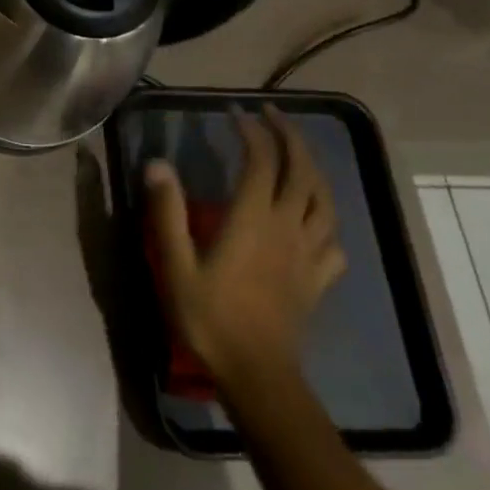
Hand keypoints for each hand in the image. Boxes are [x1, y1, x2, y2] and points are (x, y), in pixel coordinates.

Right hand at [143, 104, 344, 385]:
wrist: (259, 377)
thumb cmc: (211, 318)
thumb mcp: (176, 265)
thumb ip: (167, 213)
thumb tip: (157, 164)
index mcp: (254, 219)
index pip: (261, 161)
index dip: (251, 131)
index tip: (234, 113)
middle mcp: (287, 228)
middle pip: (301, 171)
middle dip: (289, 137)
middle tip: (272, 115)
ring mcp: (307, 255)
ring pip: (324, 201)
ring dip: (313, 169)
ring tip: (298, 154)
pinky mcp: (317, 280)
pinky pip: (332, 240)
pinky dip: (326, 219)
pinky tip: (316, 219)